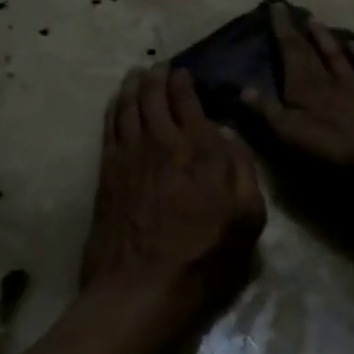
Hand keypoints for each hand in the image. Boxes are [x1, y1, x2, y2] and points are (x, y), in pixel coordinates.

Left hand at [81, 66, 265, 327]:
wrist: (140, 287)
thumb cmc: (203, 256)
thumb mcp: (247, 219)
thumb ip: (242, 169)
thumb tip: (227, 134)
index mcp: (200, 148)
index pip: (188, 100)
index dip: (184, 82)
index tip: (183, 72)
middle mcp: (162, 141)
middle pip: (154, 95)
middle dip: (157, 76)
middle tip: (159, 67)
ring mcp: (129, 154)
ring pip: (128, 105)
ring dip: (132, 86)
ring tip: (136, 74)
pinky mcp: (107, 170)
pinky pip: (109, 126)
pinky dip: (114, 108)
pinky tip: (116, 102)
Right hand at [243, 1, 353, 168]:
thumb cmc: (334, 142)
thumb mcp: (292, 132)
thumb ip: (267, 110)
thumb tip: (243, 88)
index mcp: (304, 87)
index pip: (290, 52)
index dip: (281, 30)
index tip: (276, 6)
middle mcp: (327, 79)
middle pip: (310, 51)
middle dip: (297, 30)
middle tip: (291, 9)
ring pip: (336, 55)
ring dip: (325, 38)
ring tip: (316, 20)